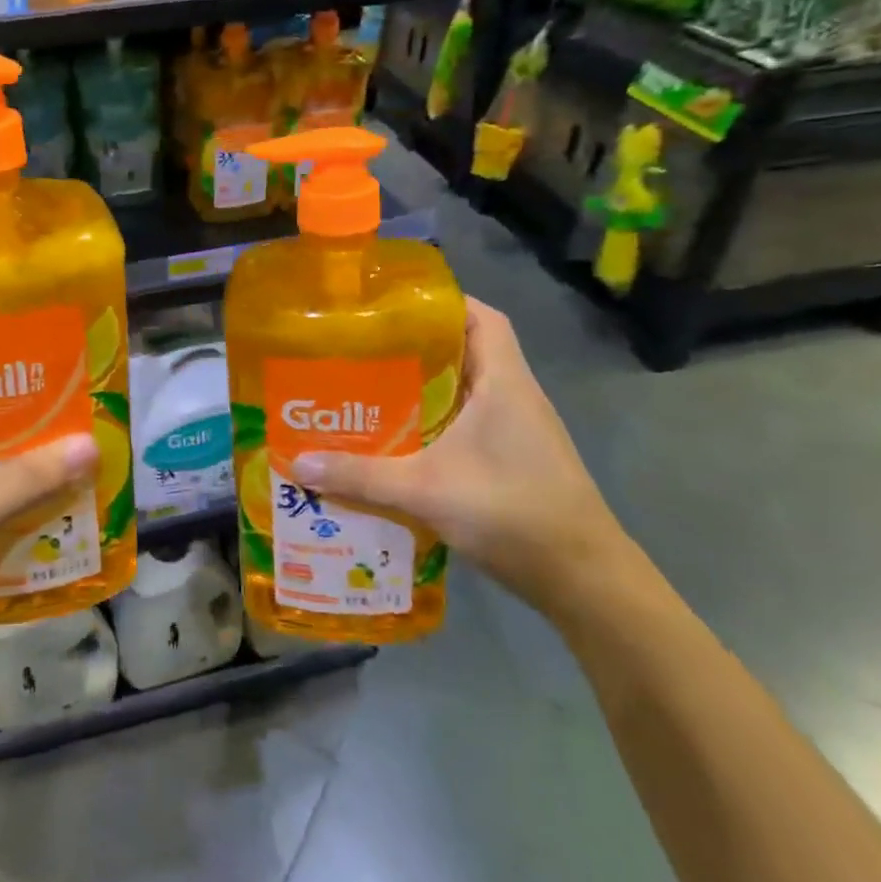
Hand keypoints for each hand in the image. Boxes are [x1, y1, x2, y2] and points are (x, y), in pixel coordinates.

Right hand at [291, 298, 631, 612]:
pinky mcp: (513, 460)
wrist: (582, 580)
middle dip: (417, 346)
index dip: (443, 301)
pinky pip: (467, 424)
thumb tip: (298, 464)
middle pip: (467, 350)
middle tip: (363, 348)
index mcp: (504, 382)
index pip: (481, 317)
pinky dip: (435, 423)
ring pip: (465, 390)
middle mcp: (514, 396)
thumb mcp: (427, 490)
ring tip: (369, 389)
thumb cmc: (512, 512)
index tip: (393, 303)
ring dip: (424, 387)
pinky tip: (399, 440)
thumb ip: (361, 476)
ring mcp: (516, 431)